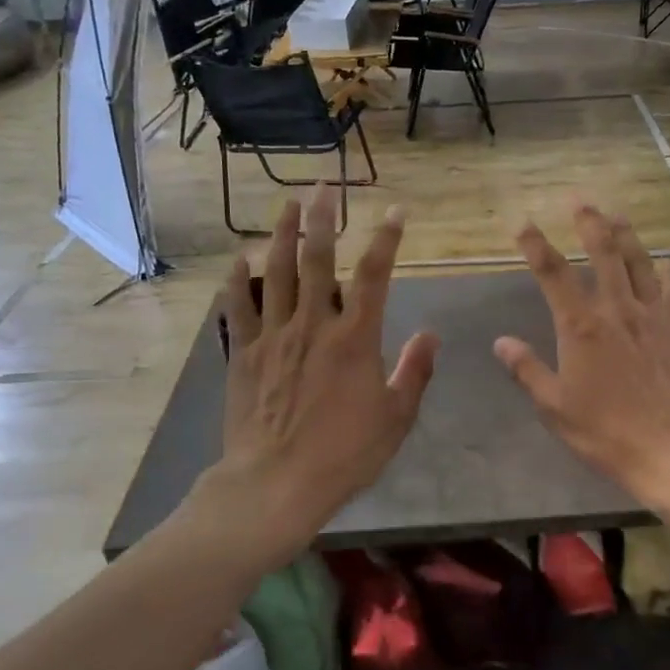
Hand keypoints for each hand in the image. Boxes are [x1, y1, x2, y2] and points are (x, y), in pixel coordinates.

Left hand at [208, 188, 437, 569]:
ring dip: (284, 234)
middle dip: (324, 218)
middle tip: (326, 186)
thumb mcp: (396, 418)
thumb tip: (431, 335)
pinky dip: (238, 279)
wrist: (276, 483)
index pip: (376, 275)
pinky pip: (239, 306)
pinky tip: (240, 257)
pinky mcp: (245, 353)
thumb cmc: (344, 454)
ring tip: (288, 204)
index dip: (387, 239)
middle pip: (318, 259)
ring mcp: (274, 336)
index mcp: (355, 338)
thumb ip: (415, 372)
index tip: (395, 212)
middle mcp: (314, 325)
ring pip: (277, 272)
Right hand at [495, 205, 669, 507]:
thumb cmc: (606, 433)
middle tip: (579, 200)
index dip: (536, 245)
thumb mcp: (555, 407)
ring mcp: (654, 315)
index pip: (552, 274)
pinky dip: (668, 270)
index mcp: (580, 327)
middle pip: (602, 252)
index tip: (524, 224)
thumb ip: (527, 370)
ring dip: (626, 234)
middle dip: (588, 222)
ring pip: (639, 261)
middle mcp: (617, 309)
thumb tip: (501, 341)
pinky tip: (666, 262)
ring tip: (616, 214)